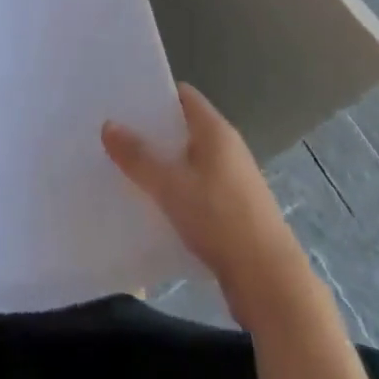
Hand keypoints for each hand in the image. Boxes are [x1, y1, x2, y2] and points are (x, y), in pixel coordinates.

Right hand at [103, 83, 306, 324]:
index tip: (124, 102)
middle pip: (185, 128)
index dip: (155, 95)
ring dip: (165, 165)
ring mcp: (235, 181)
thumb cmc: (220, 219)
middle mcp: (228, 148)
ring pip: (191, 162)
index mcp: (215, 130)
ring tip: (129, 171)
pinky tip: (156, 207)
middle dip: (154, 132)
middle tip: (118, 136)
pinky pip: (200, 189)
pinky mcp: (236, 212)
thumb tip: (108, 125)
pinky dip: (179, 192)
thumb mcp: (170, 186)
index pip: (183, 95)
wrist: (270, 283)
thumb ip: (138, 157)